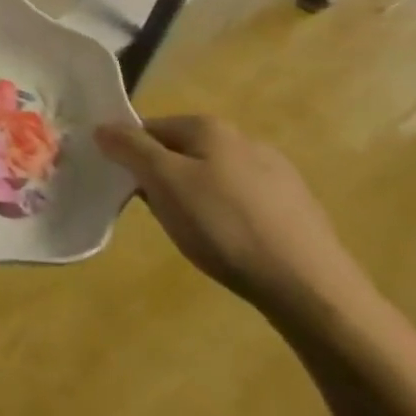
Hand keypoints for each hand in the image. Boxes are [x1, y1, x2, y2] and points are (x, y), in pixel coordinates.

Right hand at [95, 115, 371, 329]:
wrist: (312, 289)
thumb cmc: (225, 227)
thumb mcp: (164, 183)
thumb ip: (130, 149)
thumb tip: (103, 126)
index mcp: (209, 127)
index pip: (148, 129)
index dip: (130, 157)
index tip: (126, 190)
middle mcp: (243, 139)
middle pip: (180, 152)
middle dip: (163, 180)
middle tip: (161, 215)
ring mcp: (276, 173)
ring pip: (211, 177)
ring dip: (194, 199)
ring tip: (197, 236)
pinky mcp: (296, 208)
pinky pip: (242, 202)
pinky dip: (227, 217)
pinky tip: (231, 246)